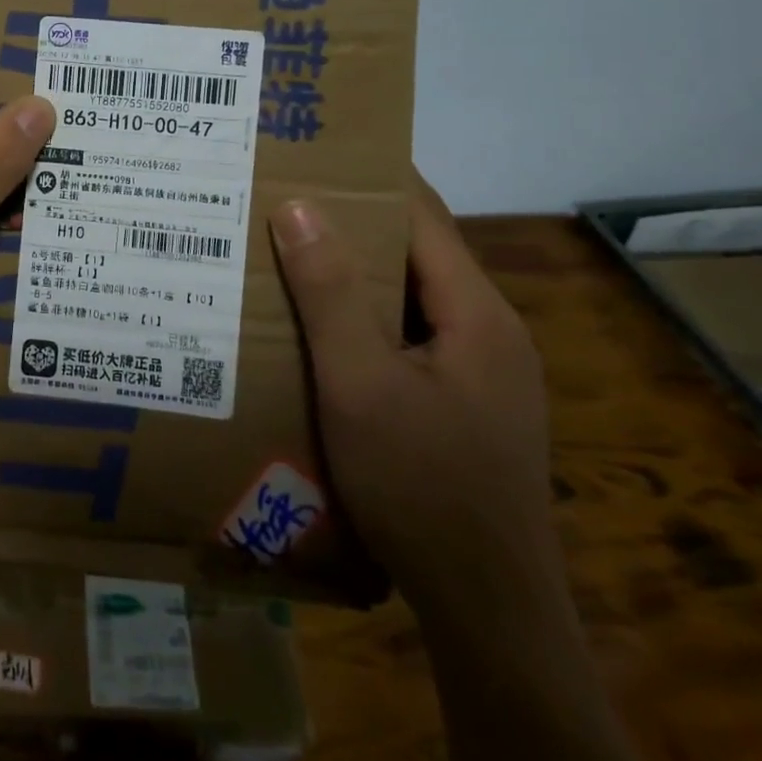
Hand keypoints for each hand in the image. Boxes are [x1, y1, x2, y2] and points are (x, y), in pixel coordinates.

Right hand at [268, 174, 561, 628]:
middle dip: (346, 223)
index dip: (368, 175)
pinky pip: (404, 338)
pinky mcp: (461, 404)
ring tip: (280, 256)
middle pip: (412, 253)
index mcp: (475, 312)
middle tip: (275, 202)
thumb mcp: (361, 385)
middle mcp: (486, 330)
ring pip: (405, 299)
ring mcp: (478, 371)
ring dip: (348, 276)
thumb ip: (330, 294)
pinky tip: (312, 331)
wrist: (486, 609)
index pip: (421, 213)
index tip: (311, 151)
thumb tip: (298, 206)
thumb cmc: (421, 487)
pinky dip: (359, 320)